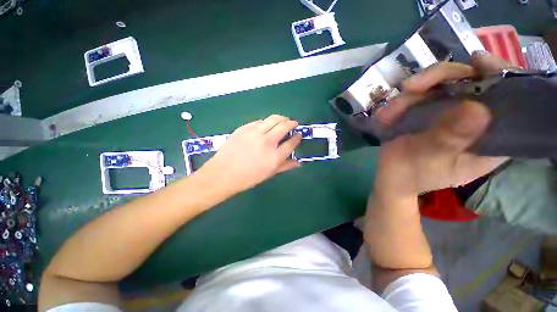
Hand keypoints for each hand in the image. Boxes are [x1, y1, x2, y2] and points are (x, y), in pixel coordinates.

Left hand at [197, 115, 301, 195]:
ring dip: (281, 118)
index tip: (298, 135)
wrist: (223, 174)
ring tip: (283, 120)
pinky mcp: (244, 128)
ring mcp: (255, 133)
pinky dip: (266, 122)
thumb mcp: (269, 174)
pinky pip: (259, 121)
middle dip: (292, 123)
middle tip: (293, 124)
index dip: (297, 137)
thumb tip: (298, 162)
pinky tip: (266, 125)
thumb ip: (285, 166)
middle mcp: (267, 142)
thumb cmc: (248, 178)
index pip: (292, 143)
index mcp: (275, 156)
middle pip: (284, 126)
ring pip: (273, 119)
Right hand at [372, 52, 510, 196]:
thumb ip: (452, 138)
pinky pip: (421, 95)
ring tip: (398, 101)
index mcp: (491, 136)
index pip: (510, 99)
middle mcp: (475, 119)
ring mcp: (450, 112)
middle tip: (413, 86)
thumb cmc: (415, 174)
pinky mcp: (430, 112)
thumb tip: (477, 108)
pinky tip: (389, 112)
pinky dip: (404, 100)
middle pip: (474, 81)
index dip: (501, 75)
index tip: (479, 63)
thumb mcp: (435, 160)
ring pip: (444, 83)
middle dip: (445, 76)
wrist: (392, 175)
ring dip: (419, 88)